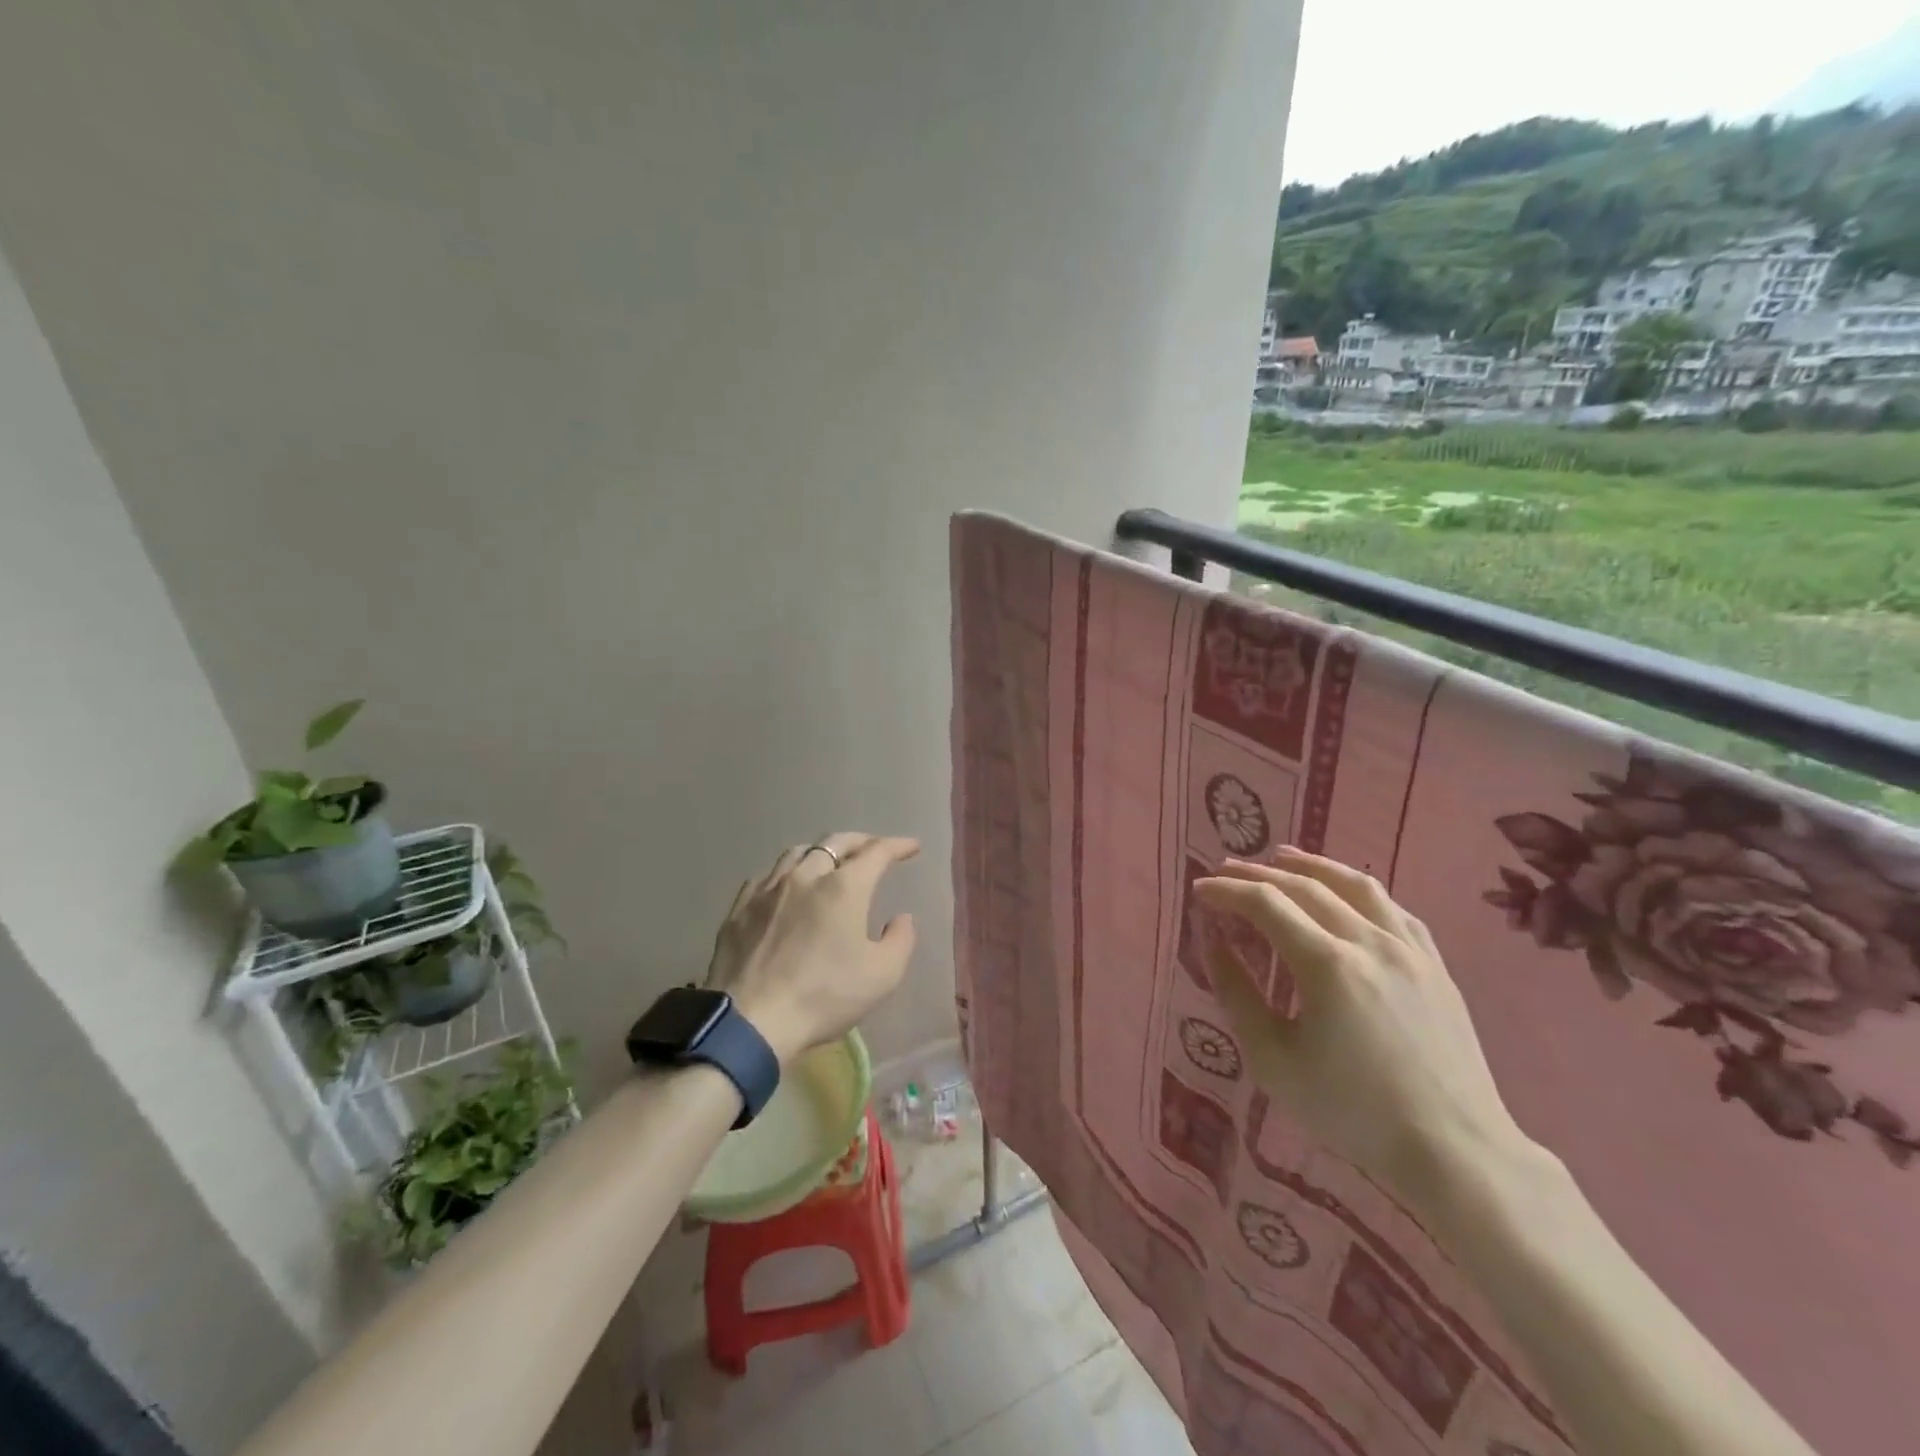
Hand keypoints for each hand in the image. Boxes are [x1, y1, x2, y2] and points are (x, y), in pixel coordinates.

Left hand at [705, 832, 920, 1064]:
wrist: (750, 1021)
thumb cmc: (823, 997)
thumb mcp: (882, 976)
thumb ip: (900, 940)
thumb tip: (901, 918)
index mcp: (844, 888)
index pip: (877, 852)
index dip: (898, 845)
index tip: (912, 846)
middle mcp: (805, 876)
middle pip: (835, 843)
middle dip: (861, 841)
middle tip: (874, 847)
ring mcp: (768, 889)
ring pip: (798, 853)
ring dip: (821, 852)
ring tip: (830, 862)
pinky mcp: (740, 908)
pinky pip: (767, 876)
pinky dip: (787, 873)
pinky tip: (786, 888)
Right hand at [1196, 847, 1527, 1213]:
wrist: (1455, 1152)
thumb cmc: (1353, 1112)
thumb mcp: (1274, 1061)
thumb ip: (1237, 994)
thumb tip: (1213, 942)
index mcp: (1328, 964)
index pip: (1266, 903)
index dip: (1227, 891)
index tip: (1199, 891)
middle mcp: (1370, 941)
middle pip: (1306, 886)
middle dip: (1258, 872)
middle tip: (1225, 870)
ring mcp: (1409, 949)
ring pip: (1355, 884)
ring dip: (1311, 865)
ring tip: (1281, 856)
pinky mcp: (1435, 964)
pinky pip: (1392, 907)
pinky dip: (1357, 889)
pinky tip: (1345, 892)